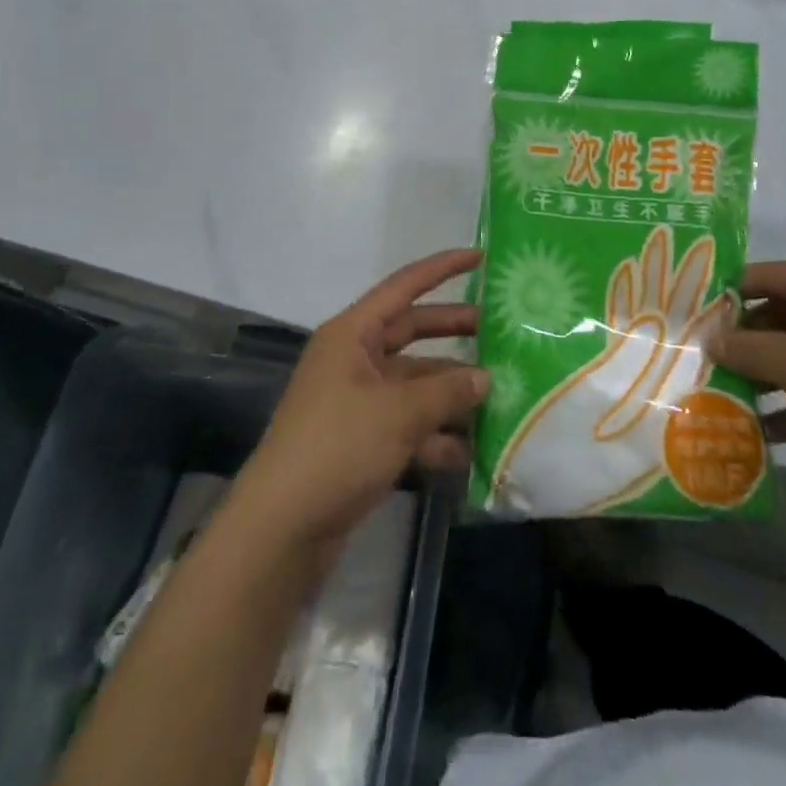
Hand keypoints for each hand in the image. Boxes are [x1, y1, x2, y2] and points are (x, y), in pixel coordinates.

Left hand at [229, 249, 488, 554]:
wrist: (283, 527)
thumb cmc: (338, 448)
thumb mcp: (399, 413)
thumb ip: (447, 391)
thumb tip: (485, 377)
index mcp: (353, 335)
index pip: (404, 287)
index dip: (442, 268)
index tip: (481, 257)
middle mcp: (355, 360)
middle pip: (413, 333)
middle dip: (455, 331)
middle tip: (502, 331)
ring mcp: (358, 401)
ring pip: (415, 383)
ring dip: (452, 392)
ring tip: (501, 396)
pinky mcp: (362, 440)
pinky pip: (409, 424)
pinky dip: (437, 434)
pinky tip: (473, 451)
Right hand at [706, 260, 785, 491]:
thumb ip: (745, 347)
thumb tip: (708, 339)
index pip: (769, 275)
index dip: (727, 295)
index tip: (688, 315)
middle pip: (780, 313)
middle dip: (742, 340)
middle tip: (699, 357)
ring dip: (760, 374)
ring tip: (717, 391)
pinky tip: (755, 429)